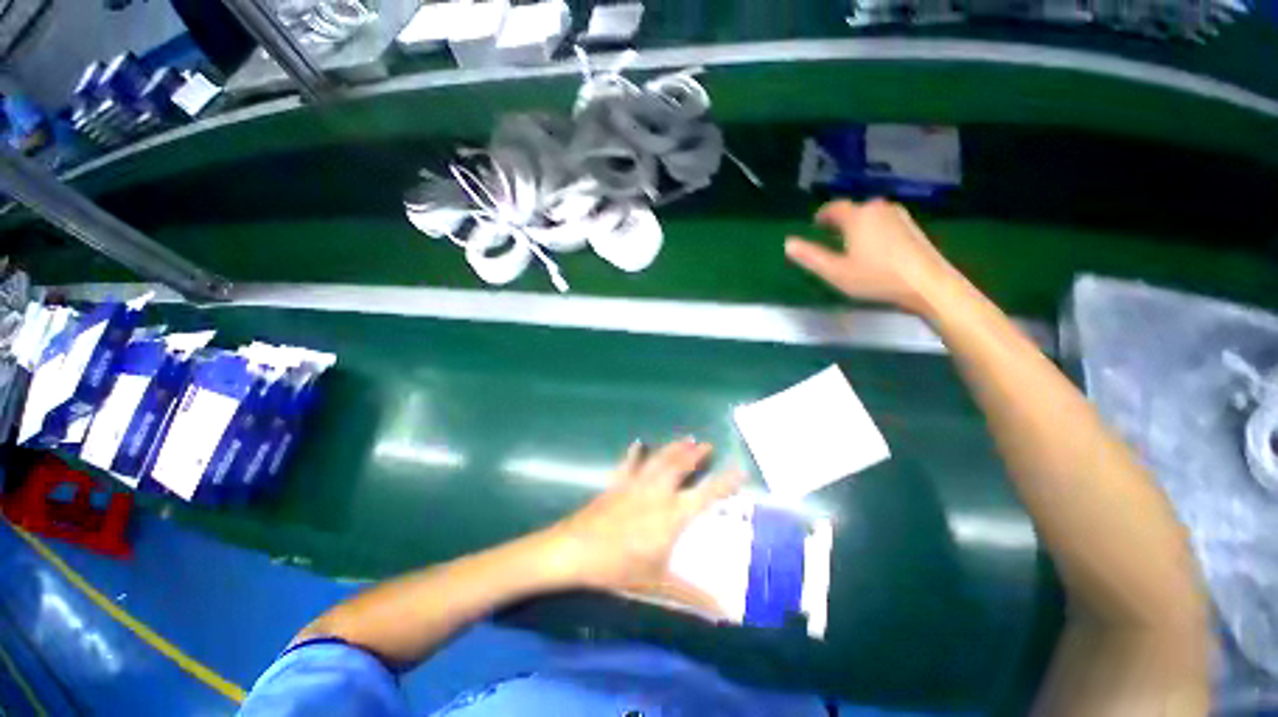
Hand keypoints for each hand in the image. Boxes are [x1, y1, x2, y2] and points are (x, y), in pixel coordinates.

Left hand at [543, 439, 742, 595]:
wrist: (574, 550)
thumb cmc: (618, 567)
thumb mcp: (657, 583)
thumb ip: (692, 596)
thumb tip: (726, 612)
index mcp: (671, 515)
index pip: (705, 494)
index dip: (724, 481)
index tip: (739, 469)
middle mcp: (657, 493)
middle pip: (680, 466)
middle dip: (696, 454)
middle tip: (707, 444)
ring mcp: (635, 484)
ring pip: (660, 459)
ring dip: (674, 448)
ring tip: (686, 438)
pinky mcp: (617, 483)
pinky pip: (629, 463)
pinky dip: (636, 452)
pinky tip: (639, 443)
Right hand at [785, 199, 954, 315]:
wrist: (928, 284)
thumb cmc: (876, 278)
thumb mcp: (835, 272)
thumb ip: (810, 257)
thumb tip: (788, 243)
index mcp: (857, 217)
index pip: (834, 208)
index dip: (823, 215)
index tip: (816, 223)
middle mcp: (878, 209)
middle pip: (854, 210)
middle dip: (840, 221)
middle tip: (830, 234)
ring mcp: (899, 216)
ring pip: (871, 216)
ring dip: (858, 225)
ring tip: (851, 241)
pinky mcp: (913, 227)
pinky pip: (885, 222)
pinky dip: (874, 230)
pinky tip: (874, 247)